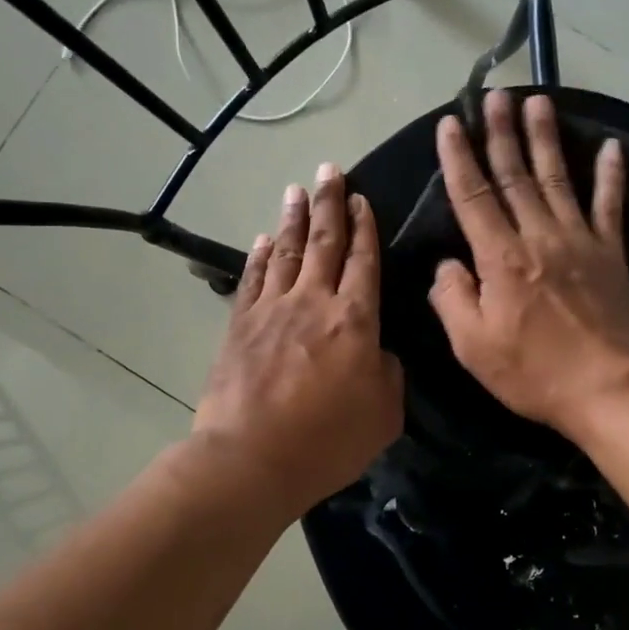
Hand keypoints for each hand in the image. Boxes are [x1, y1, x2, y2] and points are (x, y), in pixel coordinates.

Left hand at [194, 165, 404, 517]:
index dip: (364, 227)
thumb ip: (388, 373)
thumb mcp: (384, 414)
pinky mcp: (240, 325)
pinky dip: (260, 256)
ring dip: (294, 219)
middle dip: (329, 203)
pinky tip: (264, 238)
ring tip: (297, 190)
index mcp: (355, 319)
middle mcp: (313, 301)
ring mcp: (272, 310)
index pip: (363, 260)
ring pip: (287, 252)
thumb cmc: (327, 441)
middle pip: (324, 242)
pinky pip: (253, 279)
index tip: (362, 199)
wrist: (251, 459)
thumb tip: (377, 351)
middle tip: (330, 170)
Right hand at [428, 90, 628, 441]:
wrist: (611, 390)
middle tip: (495, 94)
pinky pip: (610, 205)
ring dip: (545, 138)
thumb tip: (447, 265)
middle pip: (515, 175)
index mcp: (501, 258)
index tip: (450, 123)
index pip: (473, 196)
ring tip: (537, 101)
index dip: (459, 158)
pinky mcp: (611, 254)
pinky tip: (611, 147)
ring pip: (557, 178)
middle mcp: (539, 236)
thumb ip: (452, 299)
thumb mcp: (473, 347)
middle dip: (501, 132)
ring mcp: (580, 241)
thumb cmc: (534, 373)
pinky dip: (611, 174)